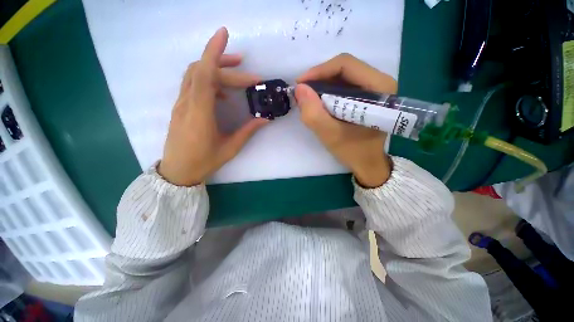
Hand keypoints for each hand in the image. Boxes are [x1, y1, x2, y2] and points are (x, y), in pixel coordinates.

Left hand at [159, 27, 267, 185]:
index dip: (213, 52)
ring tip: (237, 75)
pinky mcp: (181, 106)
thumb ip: (247, 131)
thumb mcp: (230, 148)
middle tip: (250, 75)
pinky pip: (193, 85)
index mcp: (200, 114)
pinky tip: (223, 93)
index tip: (224, 34)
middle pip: (202, 71)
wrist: (178, 171)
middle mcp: (187, 104)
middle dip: (226, 65)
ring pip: (195, 74)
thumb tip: (265, 119)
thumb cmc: (204, 162)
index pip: (204, 75)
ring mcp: (181, 104)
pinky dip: (209, 81)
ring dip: (215, 68)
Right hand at [295, 54, 396, 187]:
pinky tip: (319, 103)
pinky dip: (328, 92)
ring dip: (322, 86)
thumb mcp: (330, 135)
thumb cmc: (353, 151)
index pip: (346, 65)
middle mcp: (380, 82)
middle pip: (344, 68)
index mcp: (379, 87)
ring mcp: (374, 88)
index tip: (300, 85)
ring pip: (342, 76)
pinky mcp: (367, 96)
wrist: (368, 163)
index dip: (319, 71)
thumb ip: (313, 114)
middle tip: (302, 93)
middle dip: (319, 79)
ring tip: (308, 99)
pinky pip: (344, 86)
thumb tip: (299, 89)